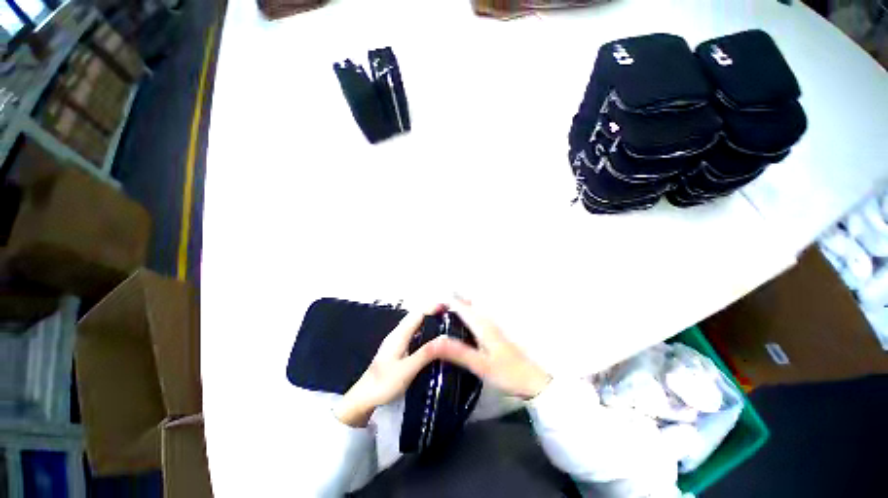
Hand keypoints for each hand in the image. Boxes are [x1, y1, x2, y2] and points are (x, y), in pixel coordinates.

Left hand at [335, 304, 448, 426]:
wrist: (364, 397)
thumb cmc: (382, 384)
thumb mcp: (407, 369)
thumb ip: (425, 353)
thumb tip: (443, 340)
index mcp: (399, 335)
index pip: (418, 314)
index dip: (433, 307)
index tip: (448, 306)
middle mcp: (397, 334)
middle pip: (416, 316)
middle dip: (432, 310)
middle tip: (449, 312)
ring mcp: (397, 341)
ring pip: (414, 323)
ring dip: (428, 318)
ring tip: (443, 320)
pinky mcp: (397, 348)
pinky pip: (413, 332)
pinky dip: (424, 328)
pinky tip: (430, 336)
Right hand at [437, 297, 551, 399]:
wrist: (533, 381)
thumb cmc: (507, 373)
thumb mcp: (480, 365)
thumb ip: (458, 352)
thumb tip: (433, 341)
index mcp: (481, 324)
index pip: (460, 306)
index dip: (446, 301)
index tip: (430, 302)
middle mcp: (486, 321)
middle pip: (466, 305)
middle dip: (451, 301)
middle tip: (433, 306)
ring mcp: (491, 327)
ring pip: (471, 311)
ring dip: (458, 307)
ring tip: (442, 312)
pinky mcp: (493, 334)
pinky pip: (475, 318)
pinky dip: (465, 316)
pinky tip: (459, 325)